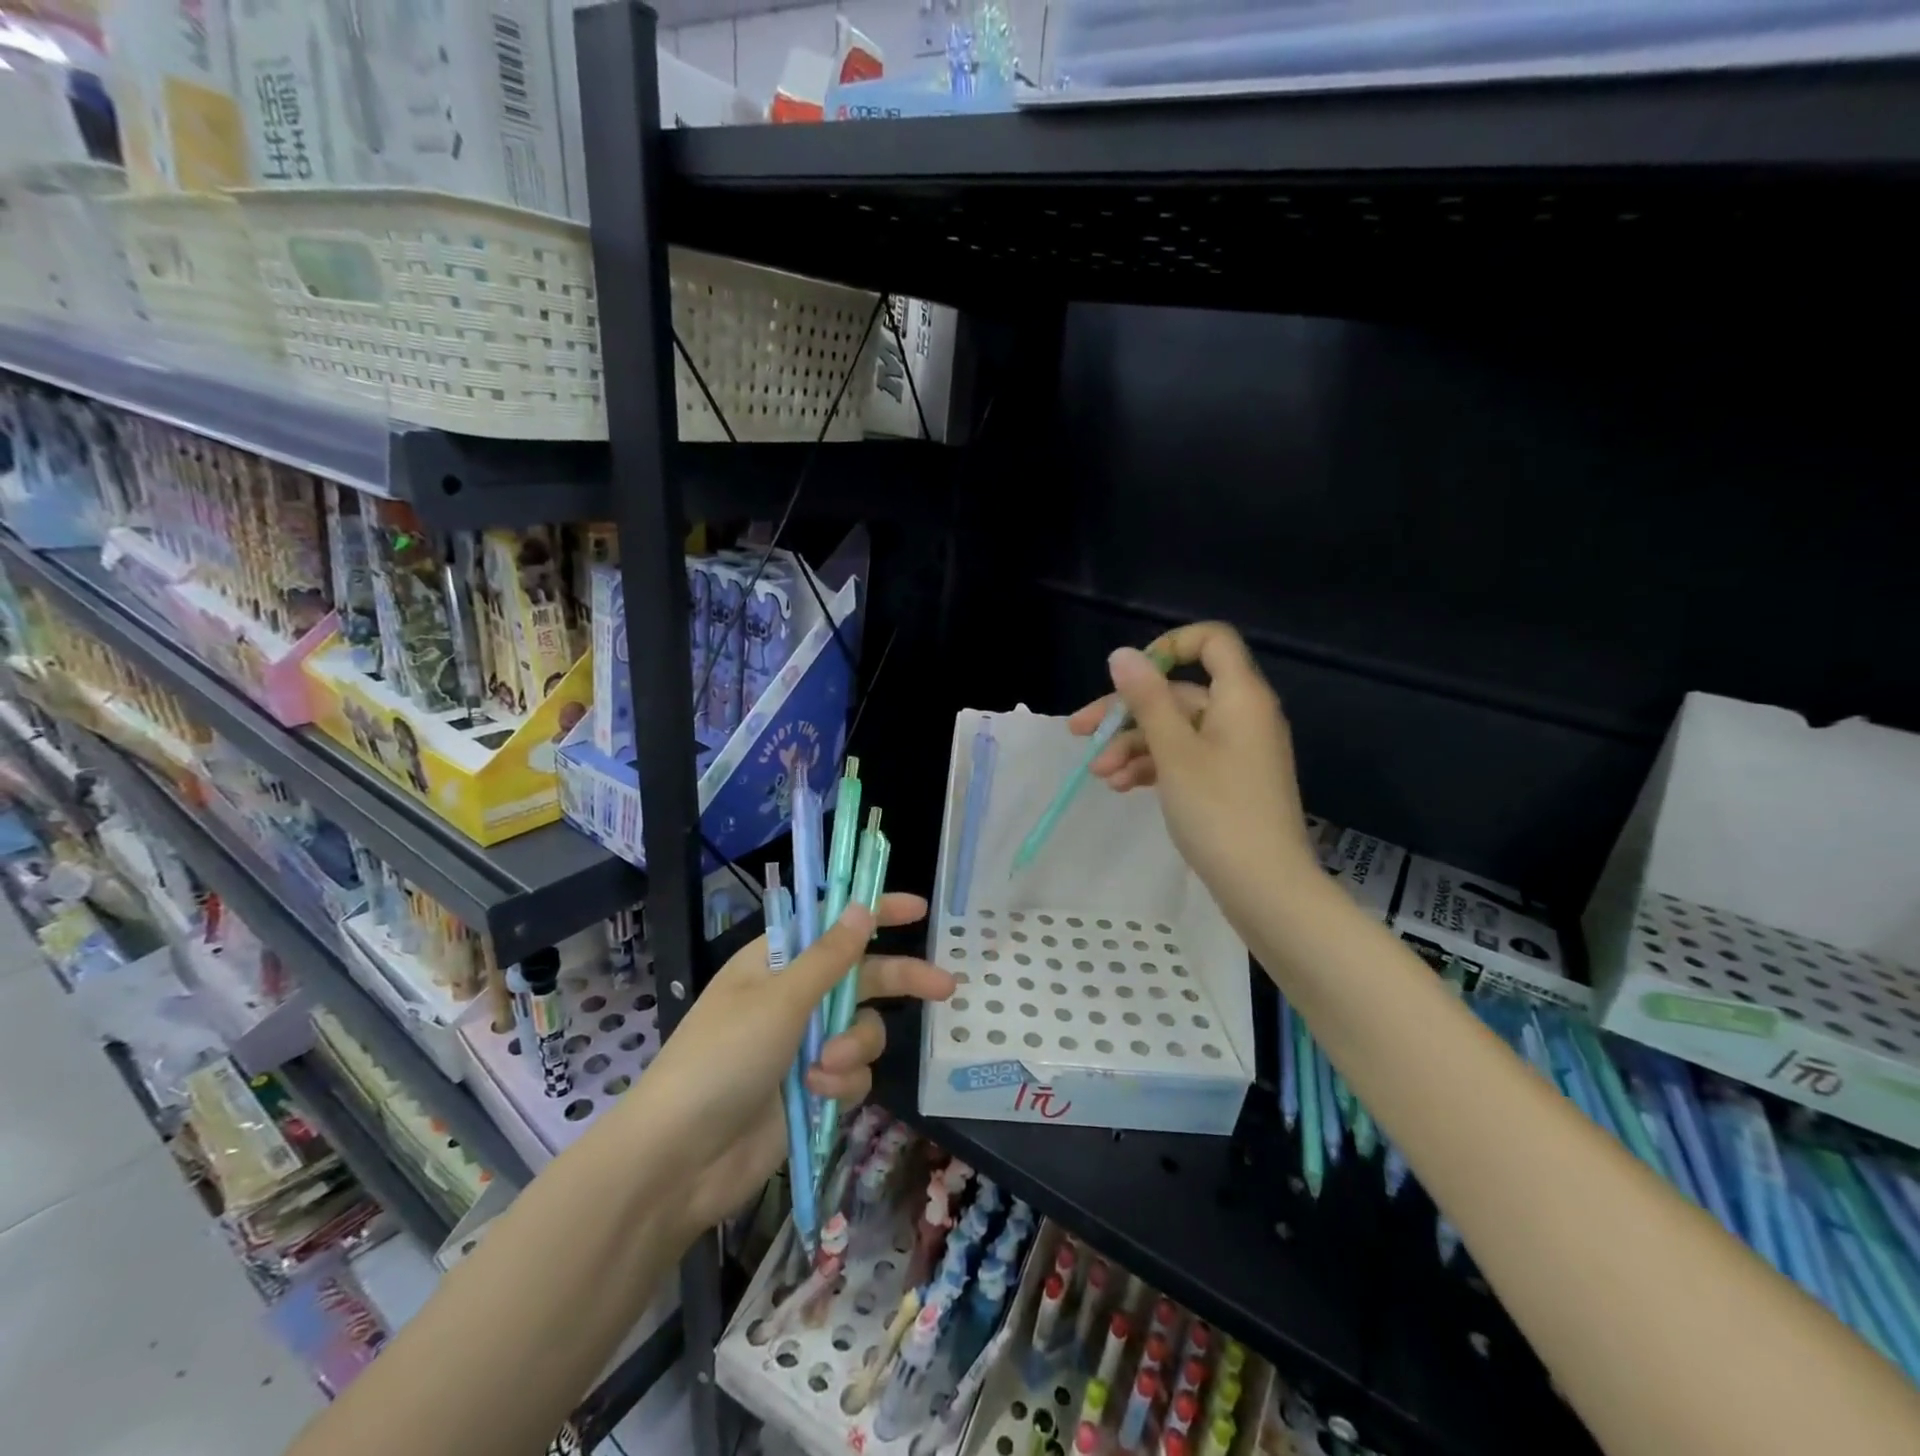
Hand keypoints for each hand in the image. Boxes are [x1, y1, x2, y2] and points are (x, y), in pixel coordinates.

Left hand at [633, 893, 952, 1236]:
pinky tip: (817, 1095)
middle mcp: (793, 998)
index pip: (833, 925)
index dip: (875, 912)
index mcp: (775, 963)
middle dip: (900, 982)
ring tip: (825, 1068)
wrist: (680, 1160)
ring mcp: (804, 1045)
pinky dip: (841, 1083)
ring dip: (853, 1046)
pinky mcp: (812, 1089)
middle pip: (862, 977)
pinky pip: (852, 1074)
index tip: (918, 909)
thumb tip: (862, 908)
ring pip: (863, 1030)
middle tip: (945, 986)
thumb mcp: (780, 1000)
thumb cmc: (722, 1059)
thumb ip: (830, 957)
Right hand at [1068, 622, 1317, 915]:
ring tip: (1100, 775)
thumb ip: (1147, 699)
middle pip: (1178, 693)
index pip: (1211, 641)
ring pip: (1175, 730)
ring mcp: (1235, 751)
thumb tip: (1122, 654)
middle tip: (1080, 733)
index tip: (1129, 678)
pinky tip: (1121, 787)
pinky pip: (1185, 758)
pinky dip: (1153, 767)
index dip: (1168, 647)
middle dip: (1126, 712)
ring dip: (1133, 746)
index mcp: (1240, 696)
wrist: (1265, 888)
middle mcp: (1241, 716)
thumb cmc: (1219, 811)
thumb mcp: (1174, 751)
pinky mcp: (1227, 782)